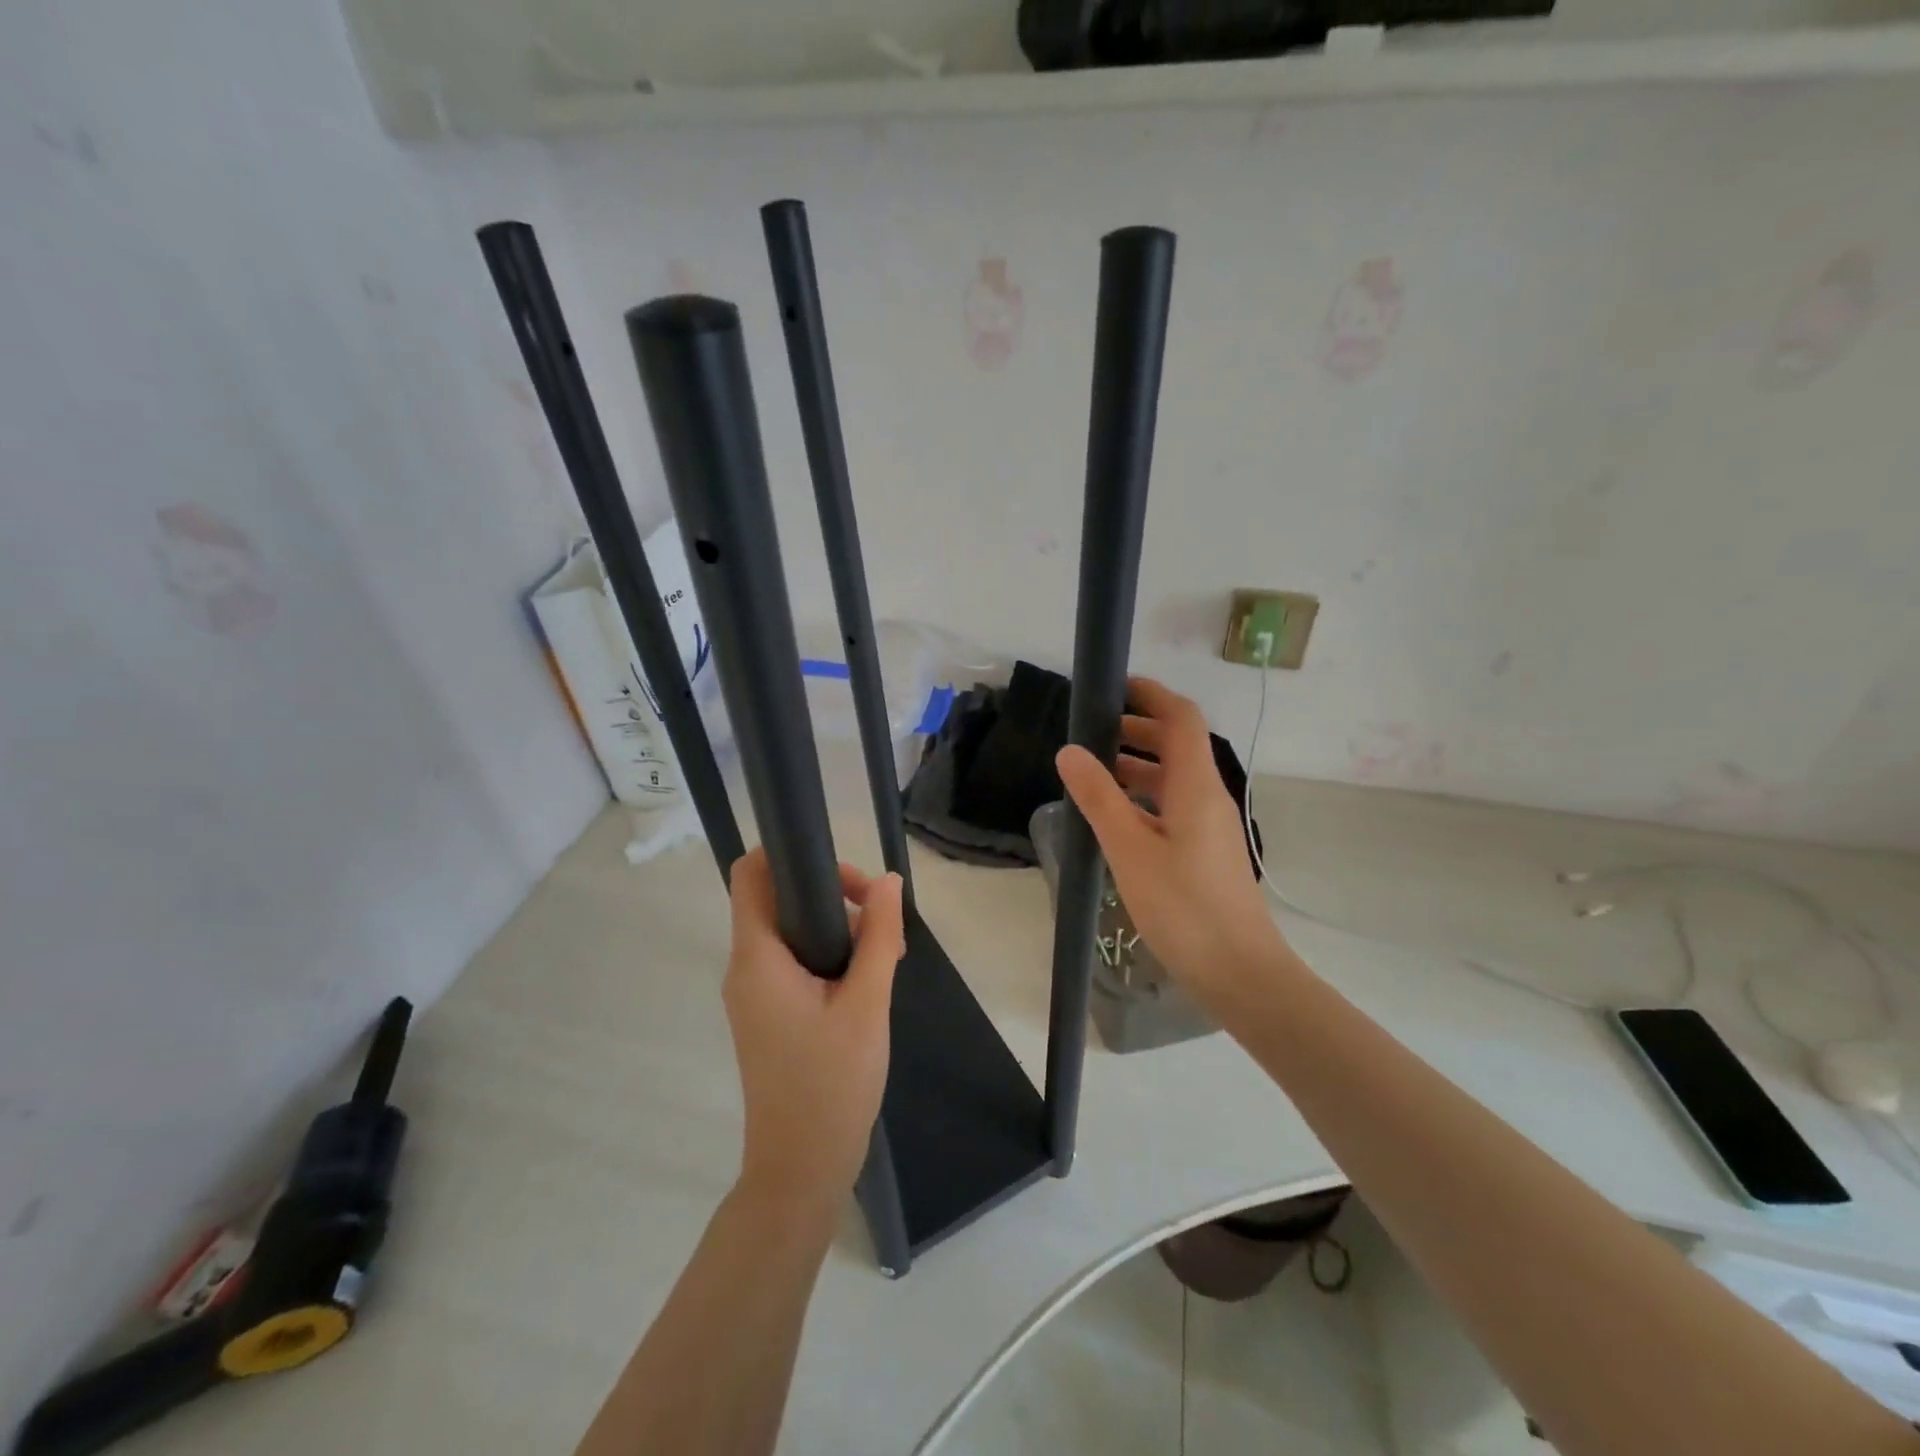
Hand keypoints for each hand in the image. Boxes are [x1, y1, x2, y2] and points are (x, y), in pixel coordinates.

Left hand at [723, 850, 904, 1213]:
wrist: (800, 1172)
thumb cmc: (831, 1085)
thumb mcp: (866, 1004)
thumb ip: (878, 937)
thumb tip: (888, 881)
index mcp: (757, 958)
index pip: (751, 874)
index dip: (790, 854)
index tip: (846, 876)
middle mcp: (745, 968)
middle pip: (776, 898)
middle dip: (830, 893)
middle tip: (880, 919)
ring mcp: (754, 993)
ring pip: (790, 930)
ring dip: (836, 927)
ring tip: (885, 954)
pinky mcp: (768, 1013)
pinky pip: (793, 961)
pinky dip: (828, 954)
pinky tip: (868, 979)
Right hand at [1055, 677, 1288, 1006]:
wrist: (1240, 971)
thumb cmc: (1184, 907)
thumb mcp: (1130, 850)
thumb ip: (1099, 798)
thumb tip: (1069, 751)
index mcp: (1196, 786)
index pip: (1181, 718)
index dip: (1152, 695)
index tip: (1114, 687)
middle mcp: (1209, 797)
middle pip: (1178, 745)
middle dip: (1138, 729)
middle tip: (1092, 731)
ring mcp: (1211, 826)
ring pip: (1175, 778)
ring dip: (1139, 765)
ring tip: (1095, 771)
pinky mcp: (1206, 851)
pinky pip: (1174, 806)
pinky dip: (1145, 797)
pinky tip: (1116, 817)